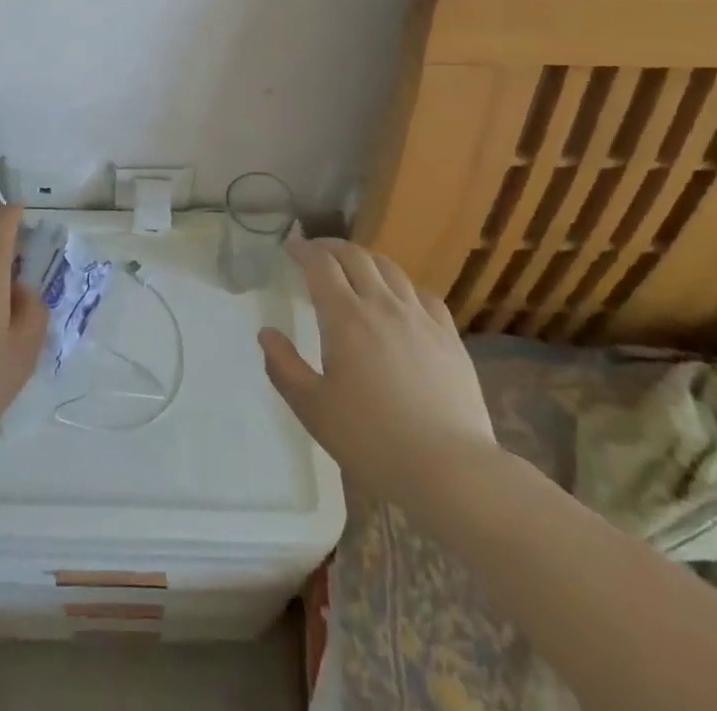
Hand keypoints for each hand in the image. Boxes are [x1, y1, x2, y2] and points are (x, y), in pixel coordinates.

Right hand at [260, 236, 500, 504]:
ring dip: (366, 260)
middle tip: (317, 253)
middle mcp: (382, 305)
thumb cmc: (372, 441)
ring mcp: (420, 317)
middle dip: (331, 247)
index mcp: (345, 318)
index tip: (291, 247)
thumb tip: (266, 333)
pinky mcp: (448, 336)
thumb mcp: (314, 410)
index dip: (303, 250)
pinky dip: (402, 286)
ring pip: (390, 268)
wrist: (449, 470)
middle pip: (355, 256)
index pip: (320, 264)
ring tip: (355, 270)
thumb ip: (284, 367)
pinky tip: (400, 301)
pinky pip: (423, 294)